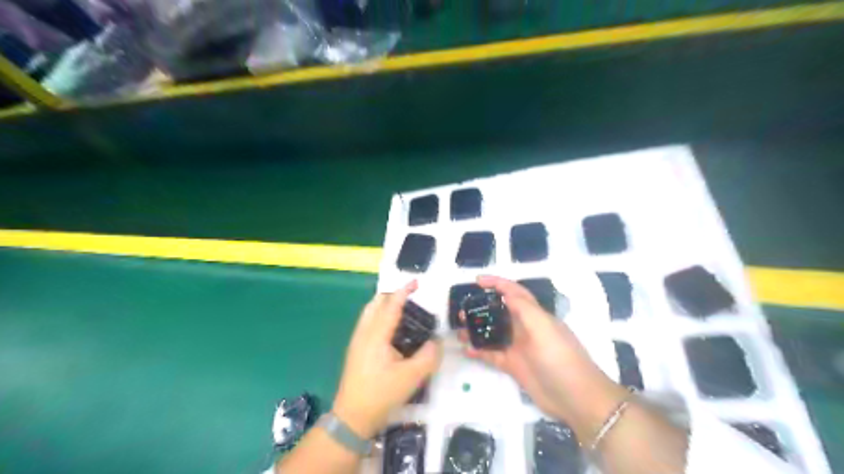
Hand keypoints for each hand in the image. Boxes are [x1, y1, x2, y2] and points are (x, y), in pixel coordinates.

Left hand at [333, 281, 444, 440]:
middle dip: (393, 295)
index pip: (391, 306)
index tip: (416, 282)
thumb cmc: (380, 394)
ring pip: (369, 312)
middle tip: (412, 298)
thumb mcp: (411, 378)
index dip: (404, 292)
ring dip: (385, 305)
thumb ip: (428, 357)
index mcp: (376, 335)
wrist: (352, 417)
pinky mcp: (356, 349)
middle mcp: (364, 332)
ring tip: (404, 310)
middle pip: (375, 303)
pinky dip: (380, 315)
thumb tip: (437, 343)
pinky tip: (392, 329)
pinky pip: (368, 322)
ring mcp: (357, 341)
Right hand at [462, 275, 624, 437]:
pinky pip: (492, 354)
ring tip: (459, 328)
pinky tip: (466, 349)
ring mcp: (519, 347)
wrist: (575, 397)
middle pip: (500, 311)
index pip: (514, 292)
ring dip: (477, 328)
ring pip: (494, 332)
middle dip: (482, 306)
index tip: (477, 280)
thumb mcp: (543, 327)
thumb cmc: (560, 357)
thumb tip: (505, 292)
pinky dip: (479, 350)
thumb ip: (523, 308)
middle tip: (462, 308)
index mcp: (535, 315)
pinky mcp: (514, 365)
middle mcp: (525, 328)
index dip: (497, 283)